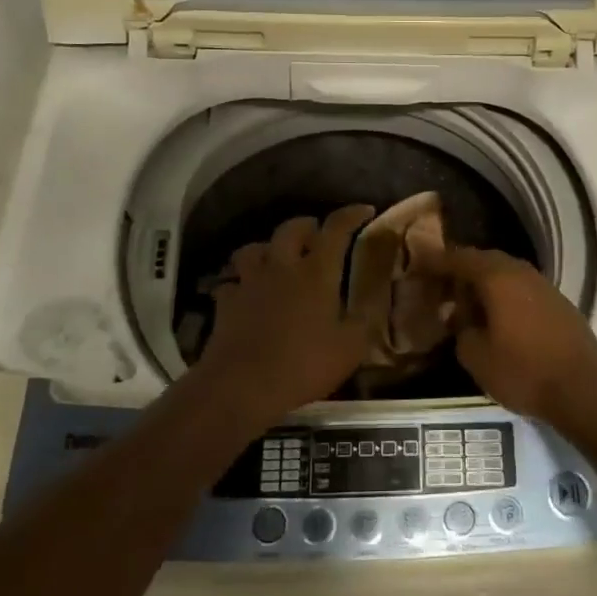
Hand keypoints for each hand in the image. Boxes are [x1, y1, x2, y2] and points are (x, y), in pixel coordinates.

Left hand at [193, 205, 375, 427]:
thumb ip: (362, 322)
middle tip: (317, 235)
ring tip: (277, 259)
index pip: (336, 229)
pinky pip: (232, 283)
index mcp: (316, 272)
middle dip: (307, 225)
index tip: (364, 210)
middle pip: (291, 229)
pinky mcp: (226, 303)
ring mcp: (249, 283)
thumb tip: (371, 305)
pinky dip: (241, 284)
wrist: (242, 385)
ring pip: (254, 249)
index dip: (351, 215)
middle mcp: (282, 267)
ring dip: (268, 248)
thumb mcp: (350, 348)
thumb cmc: (303, 364)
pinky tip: (247, 295)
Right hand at [424, 247, 596, 421]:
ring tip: (468, 306)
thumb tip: (462, 321)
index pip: (460, 258)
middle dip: (461, 272)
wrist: (584, 390)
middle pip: (485, 261)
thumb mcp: (477, 358)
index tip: (419, 265)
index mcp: (498, 278)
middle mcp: (522, 272)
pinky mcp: (559, 303)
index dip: (437, 261)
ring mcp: (545, 286)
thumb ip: (461, 332)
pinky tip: (499, 319)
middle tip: (441, 289)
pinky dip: (505, 296)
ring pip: (506, 274)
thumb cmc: (524, 372)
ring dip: (485, 285)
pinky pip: (523, 289)